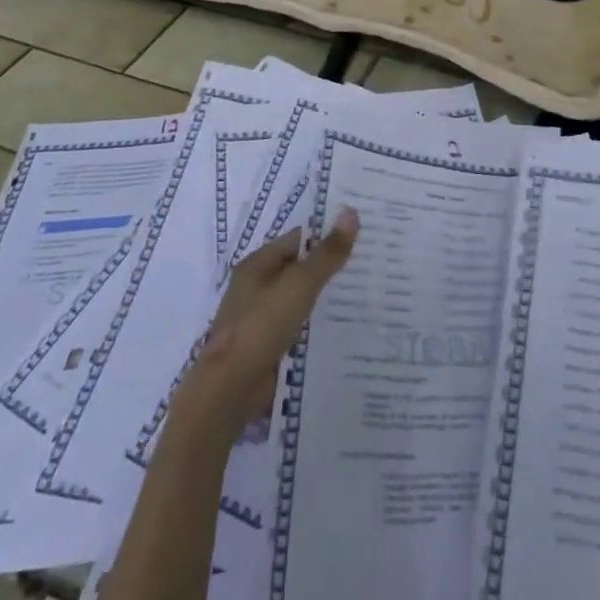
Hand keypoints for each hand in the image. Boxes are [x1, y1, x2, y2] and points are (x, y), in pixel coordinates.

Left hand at [168, 210, 359, 447]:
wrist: (230, 387)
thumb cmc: (262, 325)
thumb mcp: (300, 283)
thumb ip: (327, 252)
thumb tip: (351, 212)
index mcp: (258, 264)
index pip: (299, 239)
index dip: (328, 235)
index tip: (362, 237)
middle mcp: (256, 286)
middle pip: (299, 268)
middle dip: (329, 267)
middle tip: (369, 265)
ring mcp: (260, 317)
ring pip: (299, 299)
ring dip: (324, 298)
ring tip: (364, 295)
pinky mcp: (266, 345)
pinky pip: (297, 326)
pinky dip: (316, 325)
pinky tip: (342, 328)